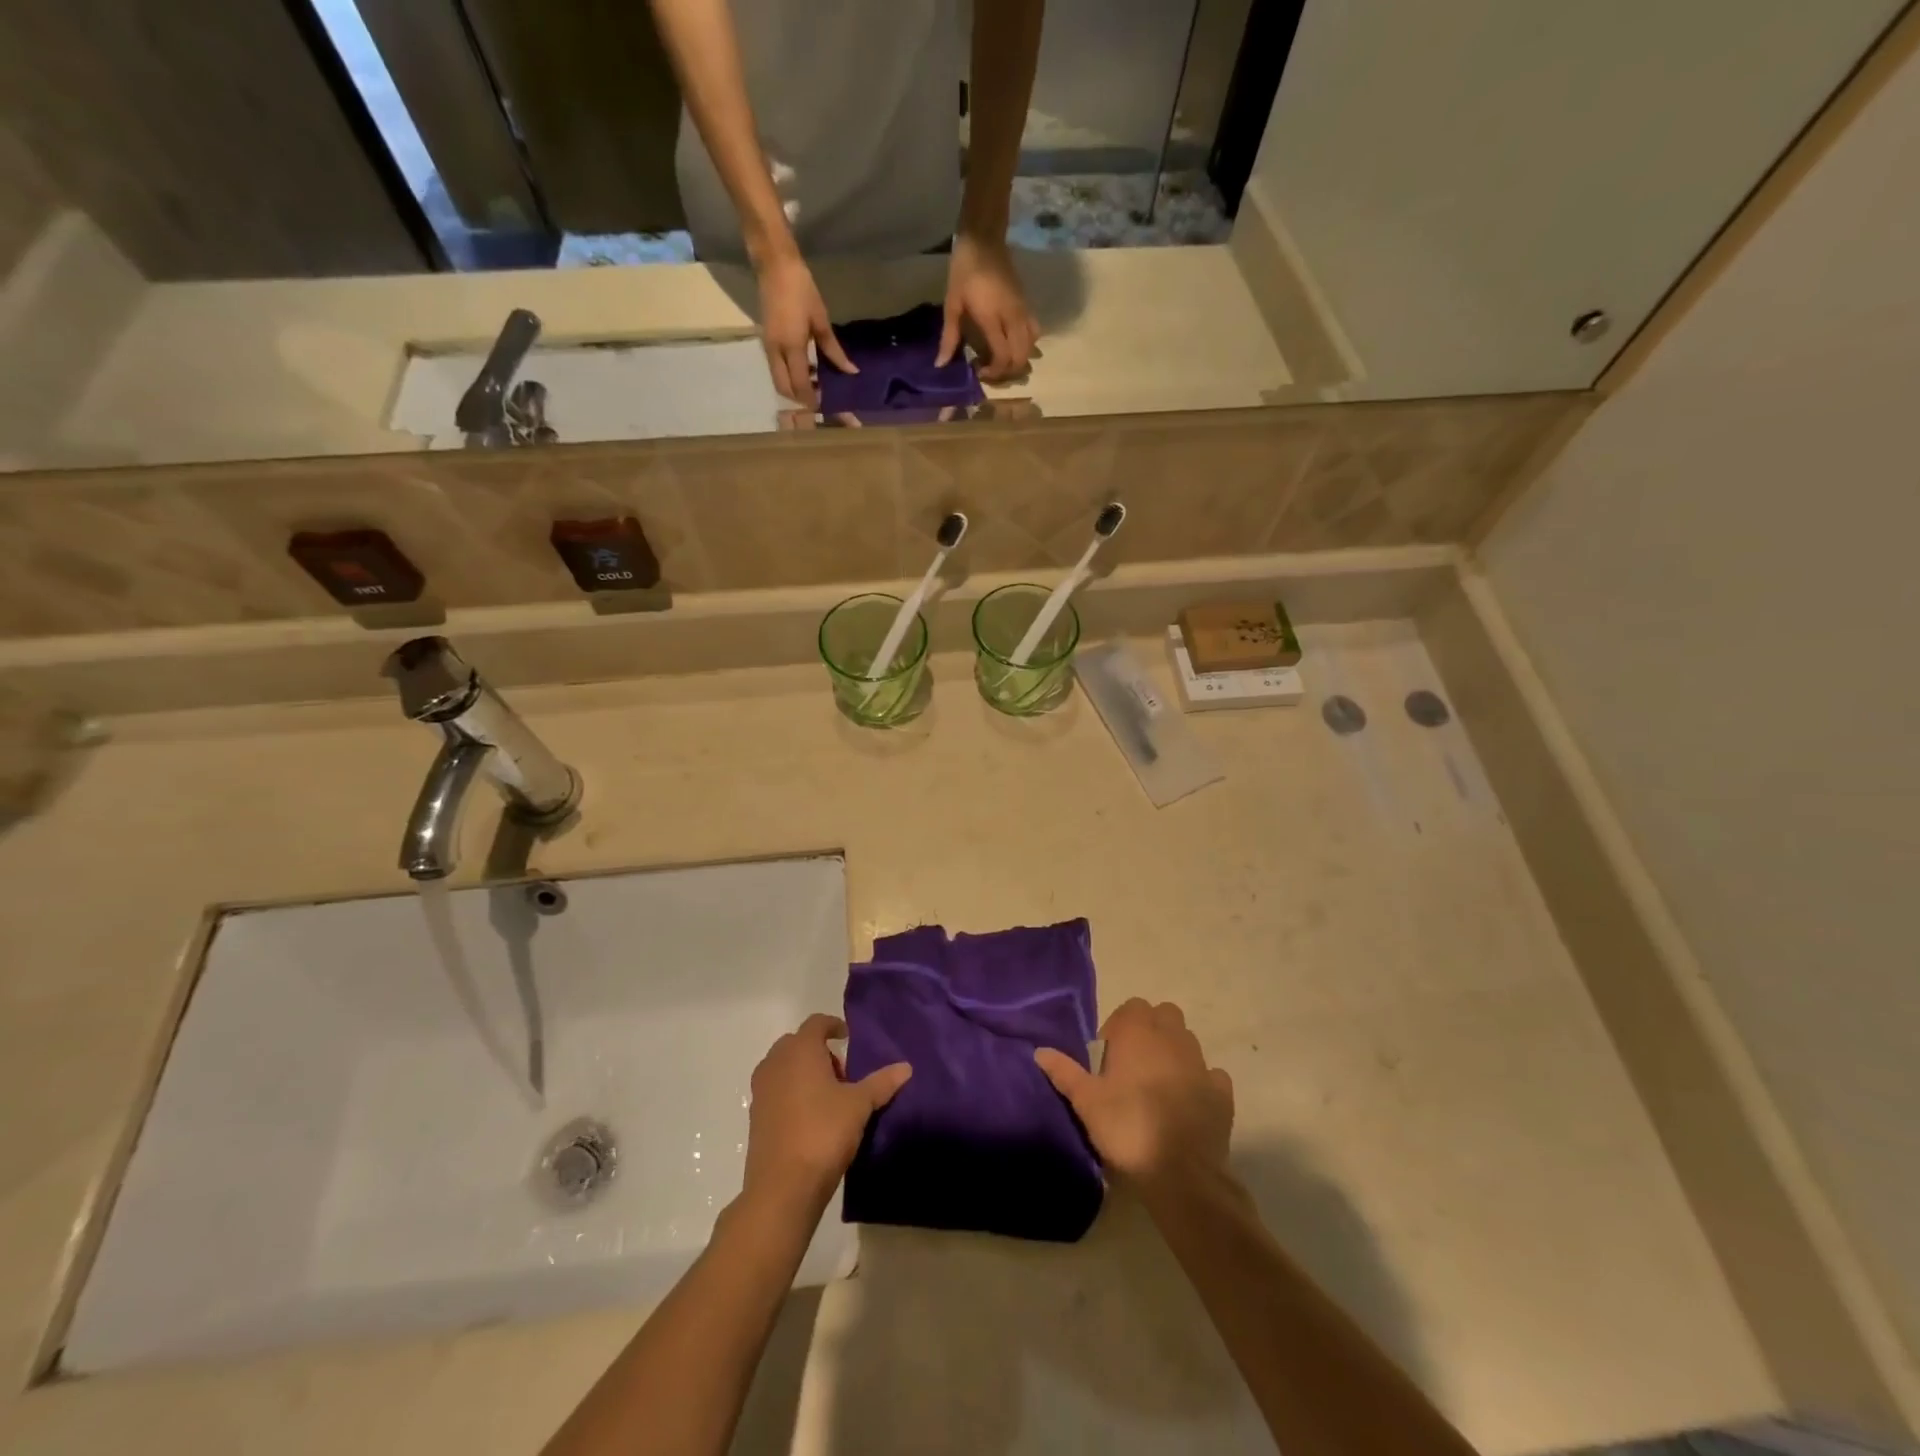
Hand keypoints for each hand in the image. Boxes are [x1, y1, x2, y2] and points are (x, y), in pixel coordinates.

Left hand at [745, 1013, 909, 1208]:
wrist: (782, 1187)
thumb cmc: (823, 1132)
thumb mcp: (859, 1105)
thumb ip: (881, 1083)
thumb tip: (906, 1067)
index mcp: (800, 1050)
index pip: (816, 1023)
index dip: (833, 1026)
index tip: (848, 1038)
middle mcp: (775, 1063)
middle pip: (797, 1043)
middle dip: (819, 1052)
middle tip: (843, 1074)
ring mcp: (761, 1090)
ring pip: (784, 1068)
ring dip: (804, 1073)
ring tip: (828, 1098)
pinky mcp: (755, 1117)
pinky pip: (775, 1091)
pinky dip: (791, 1094)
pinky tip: (810, 1119)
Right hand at [756, 253, 857, 407]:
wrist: (774, 265)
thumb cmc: (801, 289)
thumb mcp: (821, 320)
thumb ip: (834, 350)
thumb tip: (851, 371)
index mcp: (791, 347)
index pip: (801, 385)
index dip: (813, 400)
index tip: (828, 407)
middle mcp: (776, 352)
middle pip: (785, 389)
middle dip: (800, 399)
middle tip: (821, 398)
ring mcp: (768, 347)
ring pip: (779, 381)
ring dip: (795, 388)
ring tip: (815, 385)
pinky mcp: (766, 341)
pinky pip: (777, 369)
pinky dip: (790, 376)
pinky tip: (807, 370)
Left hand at [938, 233, 1038, 382]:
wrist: (984, 239)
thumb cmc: (964, 270)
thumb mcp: (952, 303)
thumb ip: (949, 337)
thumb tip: (941, 364)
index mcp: (993, 318)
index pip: (1003, 357)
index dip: (994, 372)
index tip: (980, 372)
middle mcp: (1013, 317)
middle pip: (1020, 357)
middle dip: (1007, 371)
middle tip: (991, 370)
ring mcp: (1023, 311)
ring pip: (1031, 347)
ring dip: (1019, 360)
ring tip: (1002, 360)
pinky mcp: (1028, 305)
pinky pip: (1034, 332)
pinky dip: (1027, 345)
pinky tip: (1012, 344)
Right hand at [1035, 998, 1232, 1188]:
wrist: (1182, 1174)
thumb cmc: (1127, 1127)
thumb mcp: (1086, 1102)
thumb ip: (1064, 1072)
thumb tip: (1040, 1051)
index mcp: (1139, 1033)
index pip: (1132, 1007)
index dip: (1119, 1025)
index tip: (1108, 1056)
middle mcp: (1173, 1038)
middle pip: (1164, 1015)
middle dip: (1151, 1031)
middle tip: (1133, 1064)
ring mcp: (1201, 1064)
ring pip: (1188, 1041)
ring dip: (1174, 1053)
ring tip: (1157, 1086)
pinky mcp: (1222, 1092)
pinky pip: (1211, 1075)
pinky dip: (1200, 1082)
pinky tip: (1187, 1104)